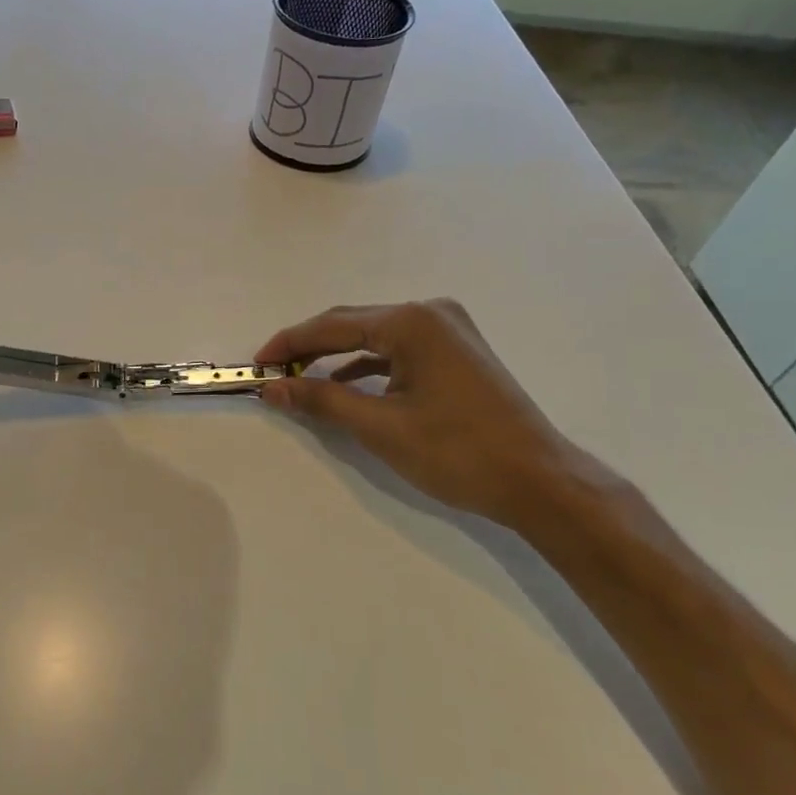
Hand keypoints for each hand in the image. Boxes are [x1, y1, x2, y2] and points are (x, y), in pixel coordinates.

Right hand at [256, 298, 582, 528]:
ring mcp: (449, 331)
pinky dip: (368, 365)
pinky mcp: (457, 352)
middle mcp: (431, 313)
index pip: (334, 324)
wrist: (538, 481)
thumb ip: (322, 400)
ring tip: (300, 379)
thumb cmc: (457, 452)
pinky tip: (345, 385)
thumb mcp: (381, 427)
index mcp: (413, 322)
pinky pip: (398, 350)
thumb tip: (273, 388)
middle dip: (310, 348)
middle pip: (354, 323)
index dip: (290, 343)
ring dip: (337, 356)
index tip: (257, 364)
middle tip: (273, 372)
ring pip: (375, 336)